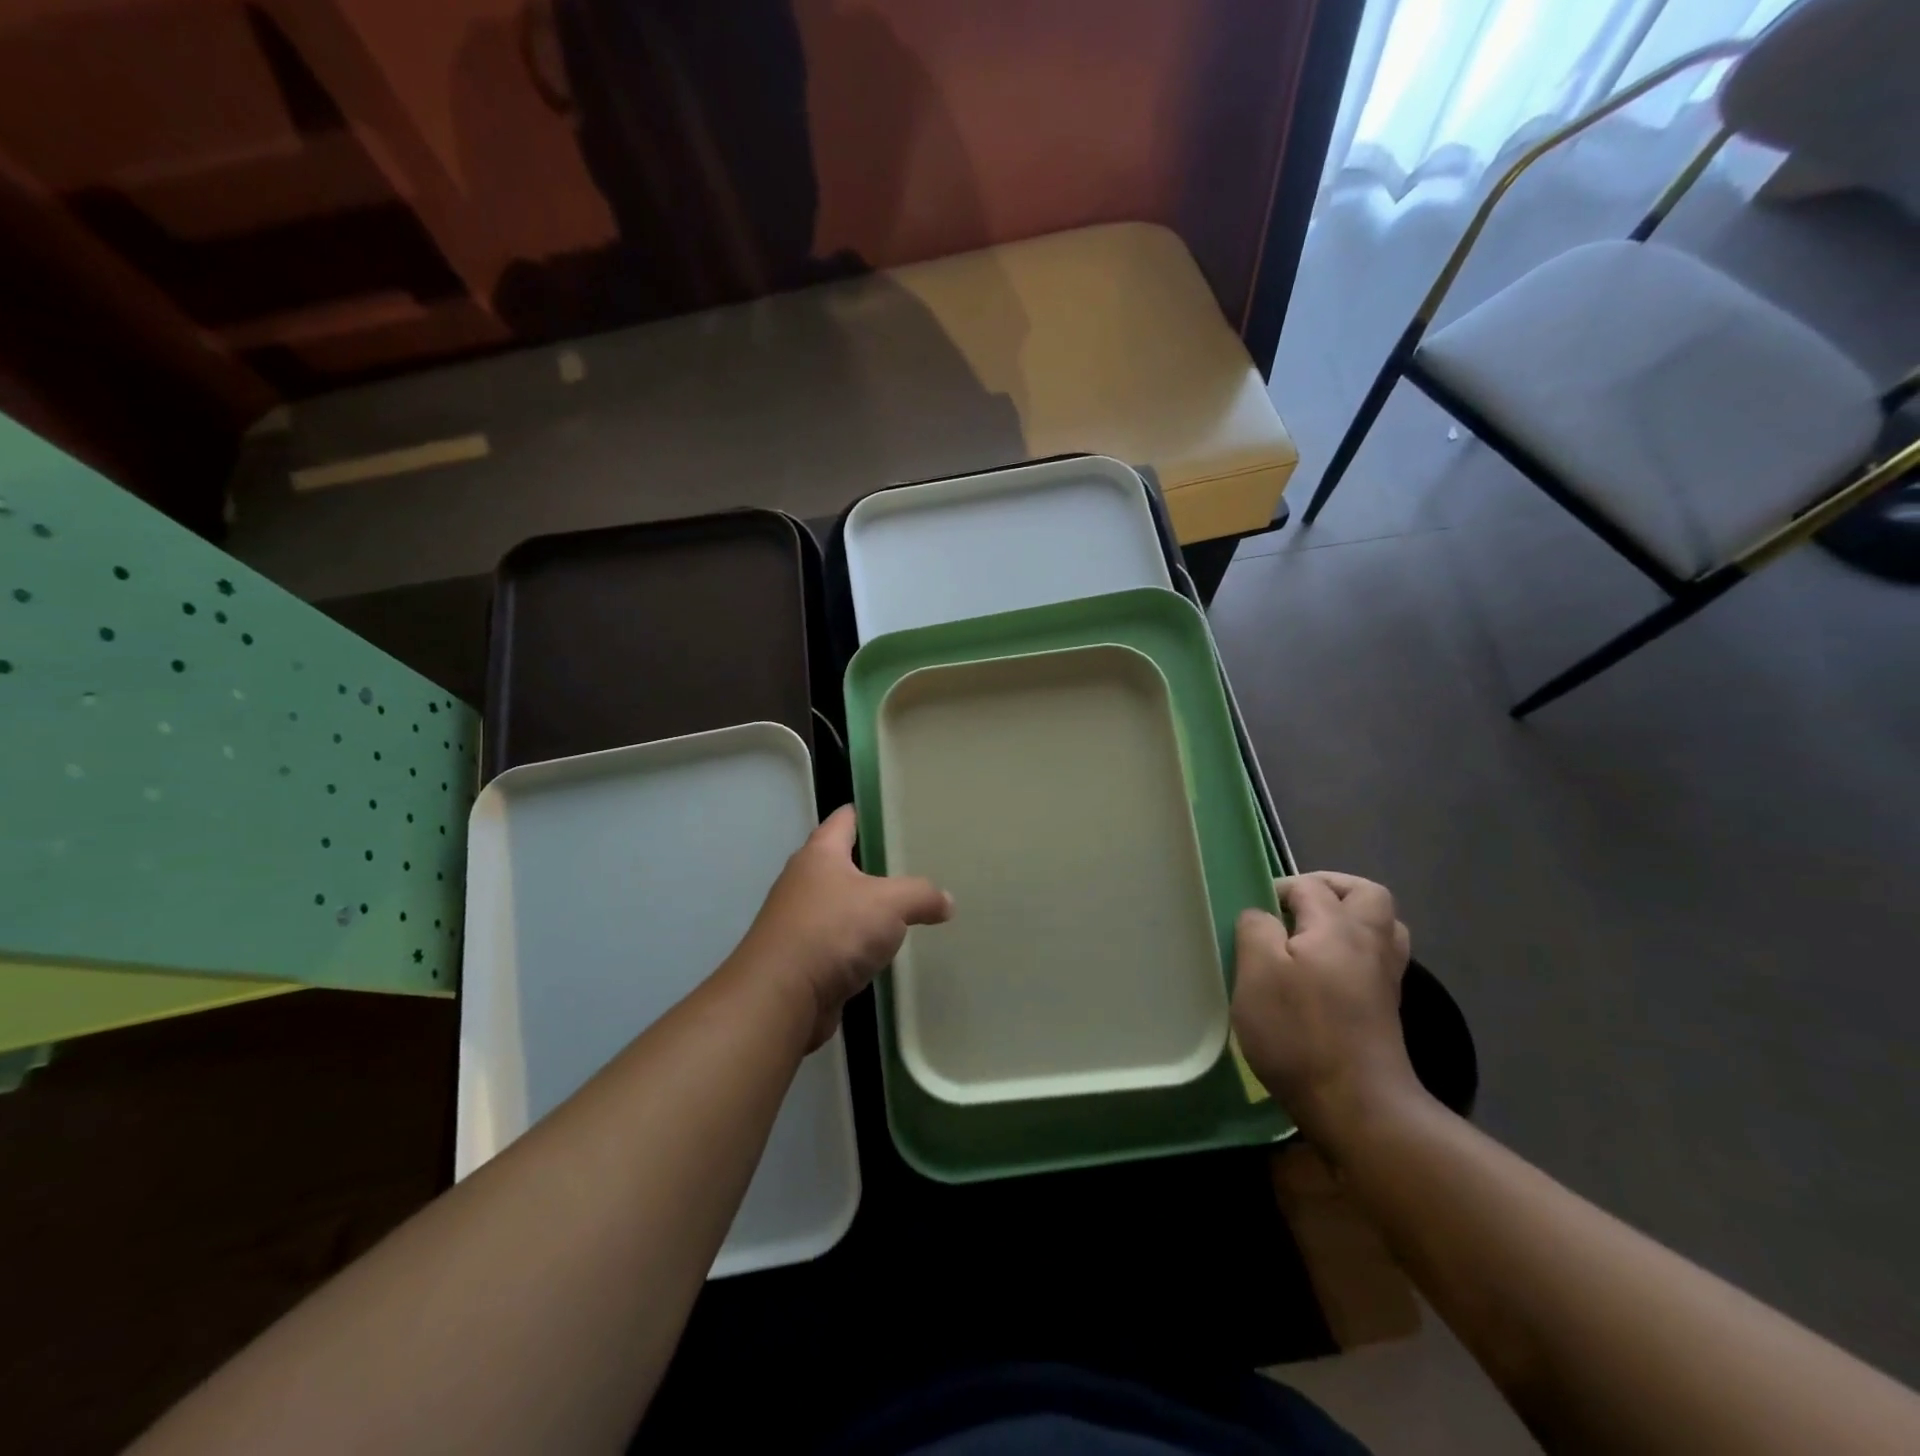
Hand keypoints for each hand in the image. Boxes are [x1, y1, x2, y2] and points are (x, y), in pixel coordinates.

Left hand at [734, 805, 953, 1050]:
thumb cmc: (833, 931)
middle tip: (911, 864)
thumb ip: (921, 895)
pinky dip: (856, 944)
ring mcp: (798, 921)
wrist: (781, 997)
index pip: (844, 820)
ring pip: (839, 905)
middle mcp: (803, 881)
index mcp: (819, 854)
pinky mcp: (800, 958)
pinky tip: (880, 952)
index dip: (866, 814)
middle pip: (840, 863)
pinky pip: (836, 942)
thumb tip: (947, 901)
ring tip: (902, 909)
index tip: (893, 814)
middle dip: (871, 864)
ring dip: (864, 909)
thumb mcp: (890, 903)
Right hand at [1232, 872, 1421, 1149]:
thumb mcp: (1257, 974)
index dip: (1278, 889)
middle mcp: (1370, 943)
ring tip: (1313, 933)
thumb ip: (1255, 930)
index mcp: (1337, 927)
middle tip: (1295, 904)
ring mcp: (1384, 978)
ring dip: (1351, 917)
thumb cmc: (1298, 1032)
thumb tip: (1261, 916)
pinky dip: (1356, 950)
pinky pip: (1378, 958)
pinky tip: (1326, 972)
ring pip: (1382, 926)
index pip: (1309, 887)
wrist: (1358, 1106)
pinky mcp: (1386, 1008)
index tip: (1252, 914)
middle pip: (1366, 894)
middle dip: (1331, 888)